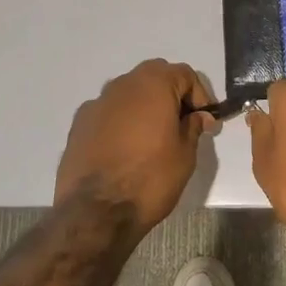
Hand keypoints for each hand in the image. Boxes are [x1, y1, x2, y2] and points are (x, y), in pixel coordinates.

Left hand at [54, 59, 214, 233]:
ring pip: (129, 93)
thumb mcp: (185, 155)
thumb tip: (199, 116)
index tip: (206, 121)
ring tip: (152, 138)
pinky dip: (121, 121)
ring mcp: (97, 102)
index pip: (185, 74)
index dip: (200, 95)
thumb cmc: (149, 178)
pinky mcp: (79, 123)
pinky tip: (124, 148)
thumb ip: (193, 127)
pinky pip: (108, 112)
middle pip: (155, 76)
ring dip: (144, 106)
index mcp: (153, 84)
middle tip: (182, 124)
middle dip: (172, 95)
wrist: (95, 211)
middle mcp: (123, 84)